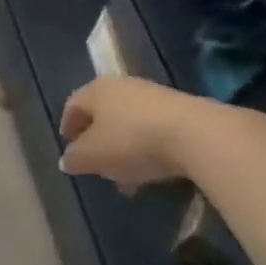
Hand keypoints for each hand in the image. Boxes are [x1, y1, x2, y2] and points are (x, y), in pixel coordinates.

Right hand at [58, 76, 209, 192]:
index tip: (69, 146)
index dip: (68, 126)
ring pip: (130, 124)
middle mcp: (123, 86)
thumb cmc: (132, 141)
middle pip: (103, 114)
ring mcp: (155, 96)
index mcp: (96, 91)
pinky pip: (155, 131)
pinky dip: (148, 149)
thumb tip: (67, 159)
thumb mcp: (92, 156)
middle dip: (98, 142)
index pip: (73, 105)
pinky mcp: (183, 110)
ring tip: (127, 178)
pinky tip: (152, 172)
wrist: (198, 135)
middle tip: (97, 165)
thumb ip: (74, 158)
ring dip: (124, 149)